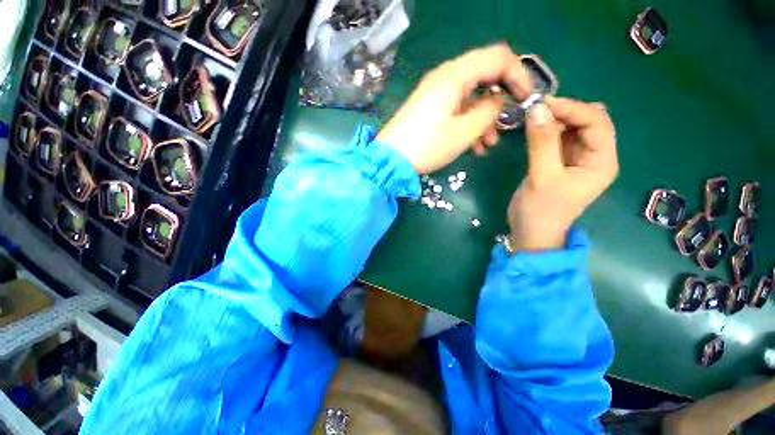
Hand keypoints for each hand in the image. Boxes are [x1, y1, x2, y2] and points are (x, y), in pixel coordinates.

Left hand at [377, 44, 530, 173]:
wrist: (390, 159)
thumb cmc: (427, 145)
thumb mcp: (464, 131)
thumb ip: (489, 110)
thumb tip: (498, 99)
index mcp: (455, 75)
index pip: (498, 57)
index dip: (518, 74)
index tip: (527, 98)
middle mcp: (445, 78)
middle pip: (484, 77)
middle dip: (499, 101)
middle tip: (506, 124)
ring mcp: (435, 94)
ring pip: (470, 98)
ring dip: (483, 119)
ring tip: (488, 145)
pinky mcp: (429, 109)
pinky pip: (456, 110)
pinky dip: (467, 124)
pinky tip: (473, 147)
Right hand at [508, 96, 618, 251]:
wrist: (530, 232)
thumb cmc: (541, 210)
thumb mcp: (542, 177)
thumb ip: (541, 143)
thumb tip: (537, 109)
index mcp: (602, 161)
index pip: (597, 123)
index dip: (573, 109)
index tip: (543, 103)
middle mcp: (595, 156)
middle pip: (587, 122)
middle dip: (565, 111)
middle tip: (536, 109)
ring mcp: (577, 159)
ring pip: (572, 128)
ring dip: (554, 119)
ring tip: (533, 117)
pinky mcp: (559, 162)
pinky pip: (558, 138)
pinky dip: (547, 130)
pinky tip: (534, 129)